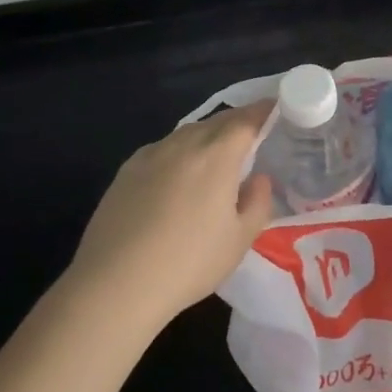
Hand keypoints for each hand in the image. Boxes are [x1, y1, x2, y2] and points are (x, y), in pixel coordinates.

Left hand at [66, 101, 275, 330]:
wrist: (115, 284)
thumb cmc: (188, 263)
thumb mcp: (239, 240)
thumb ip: (257, 203)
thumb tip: (258, 179)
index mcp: (217, 156)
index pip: (246, 120)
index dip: (263, 110)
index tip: (276, 107)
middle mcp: (183, 145)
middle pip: (217, 122)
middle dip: (238, 121)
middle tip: (253, 130)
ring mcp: (151, 155)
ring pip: (188, 133)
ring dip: (208, 135)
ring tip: (217, 153)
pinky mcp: (126, 170)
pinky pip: (163, 149)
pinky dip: (180, 151)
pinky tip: (178, 174)